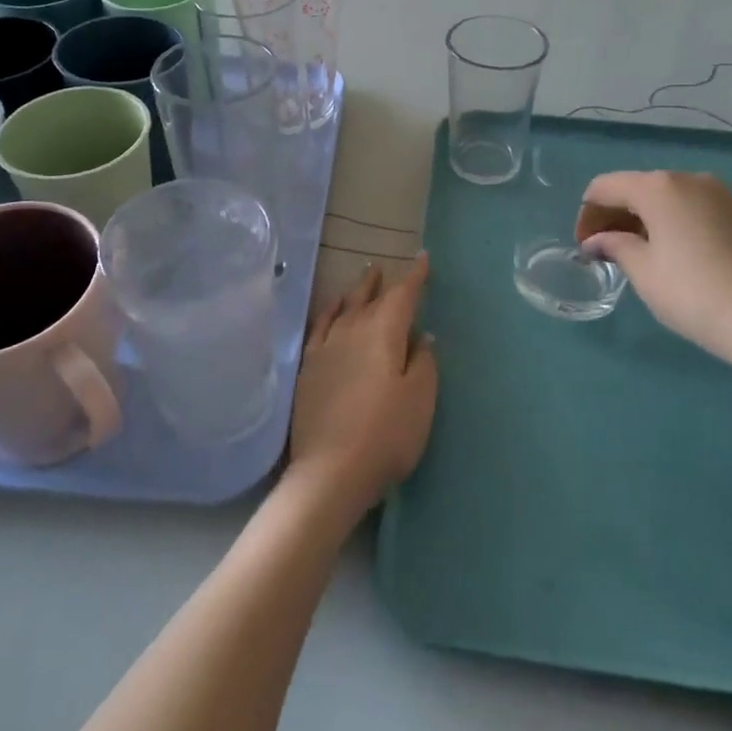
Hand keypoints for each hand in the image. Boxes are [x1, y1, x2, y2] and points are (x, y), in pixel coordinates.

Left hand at [287, 254, 437, 518]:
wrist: (331, 471)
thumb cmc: (387, 435)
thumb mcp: (420, 399)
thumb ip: (423, 362)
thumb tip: (422, 336)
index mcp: (384, 333)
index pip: (402, 295)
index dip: (414, 277)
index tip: (422, 259)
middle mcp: (352, 331)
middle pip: (369, 299)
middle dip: (381, 283)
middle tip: (385, 268)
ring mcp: (326, 348)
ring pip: (343, 309)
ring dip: (355, 293)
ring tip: (361, 282)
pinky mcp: (308, 369)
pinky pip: (318, 328)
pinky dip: (327, 313)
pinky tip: (330, 312)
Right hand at [576, 170, 731, 374]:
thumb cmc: (695, 293)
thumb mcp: (644, 272)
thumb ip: (616, 247)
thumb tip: (599, 240)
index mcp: (658, 187)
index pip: (605, 186)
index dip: (586, 215)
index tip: (584, 248)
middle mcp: (689, 179)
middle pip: (637, 187)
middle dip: (614, 215)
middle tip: (604, 253)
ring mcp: (721, 195)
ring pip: (667, 199)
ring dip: (643, 220)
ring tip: (636, 256)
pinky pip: (692, 210)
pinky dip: (671, 225)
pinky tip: (672, 257)